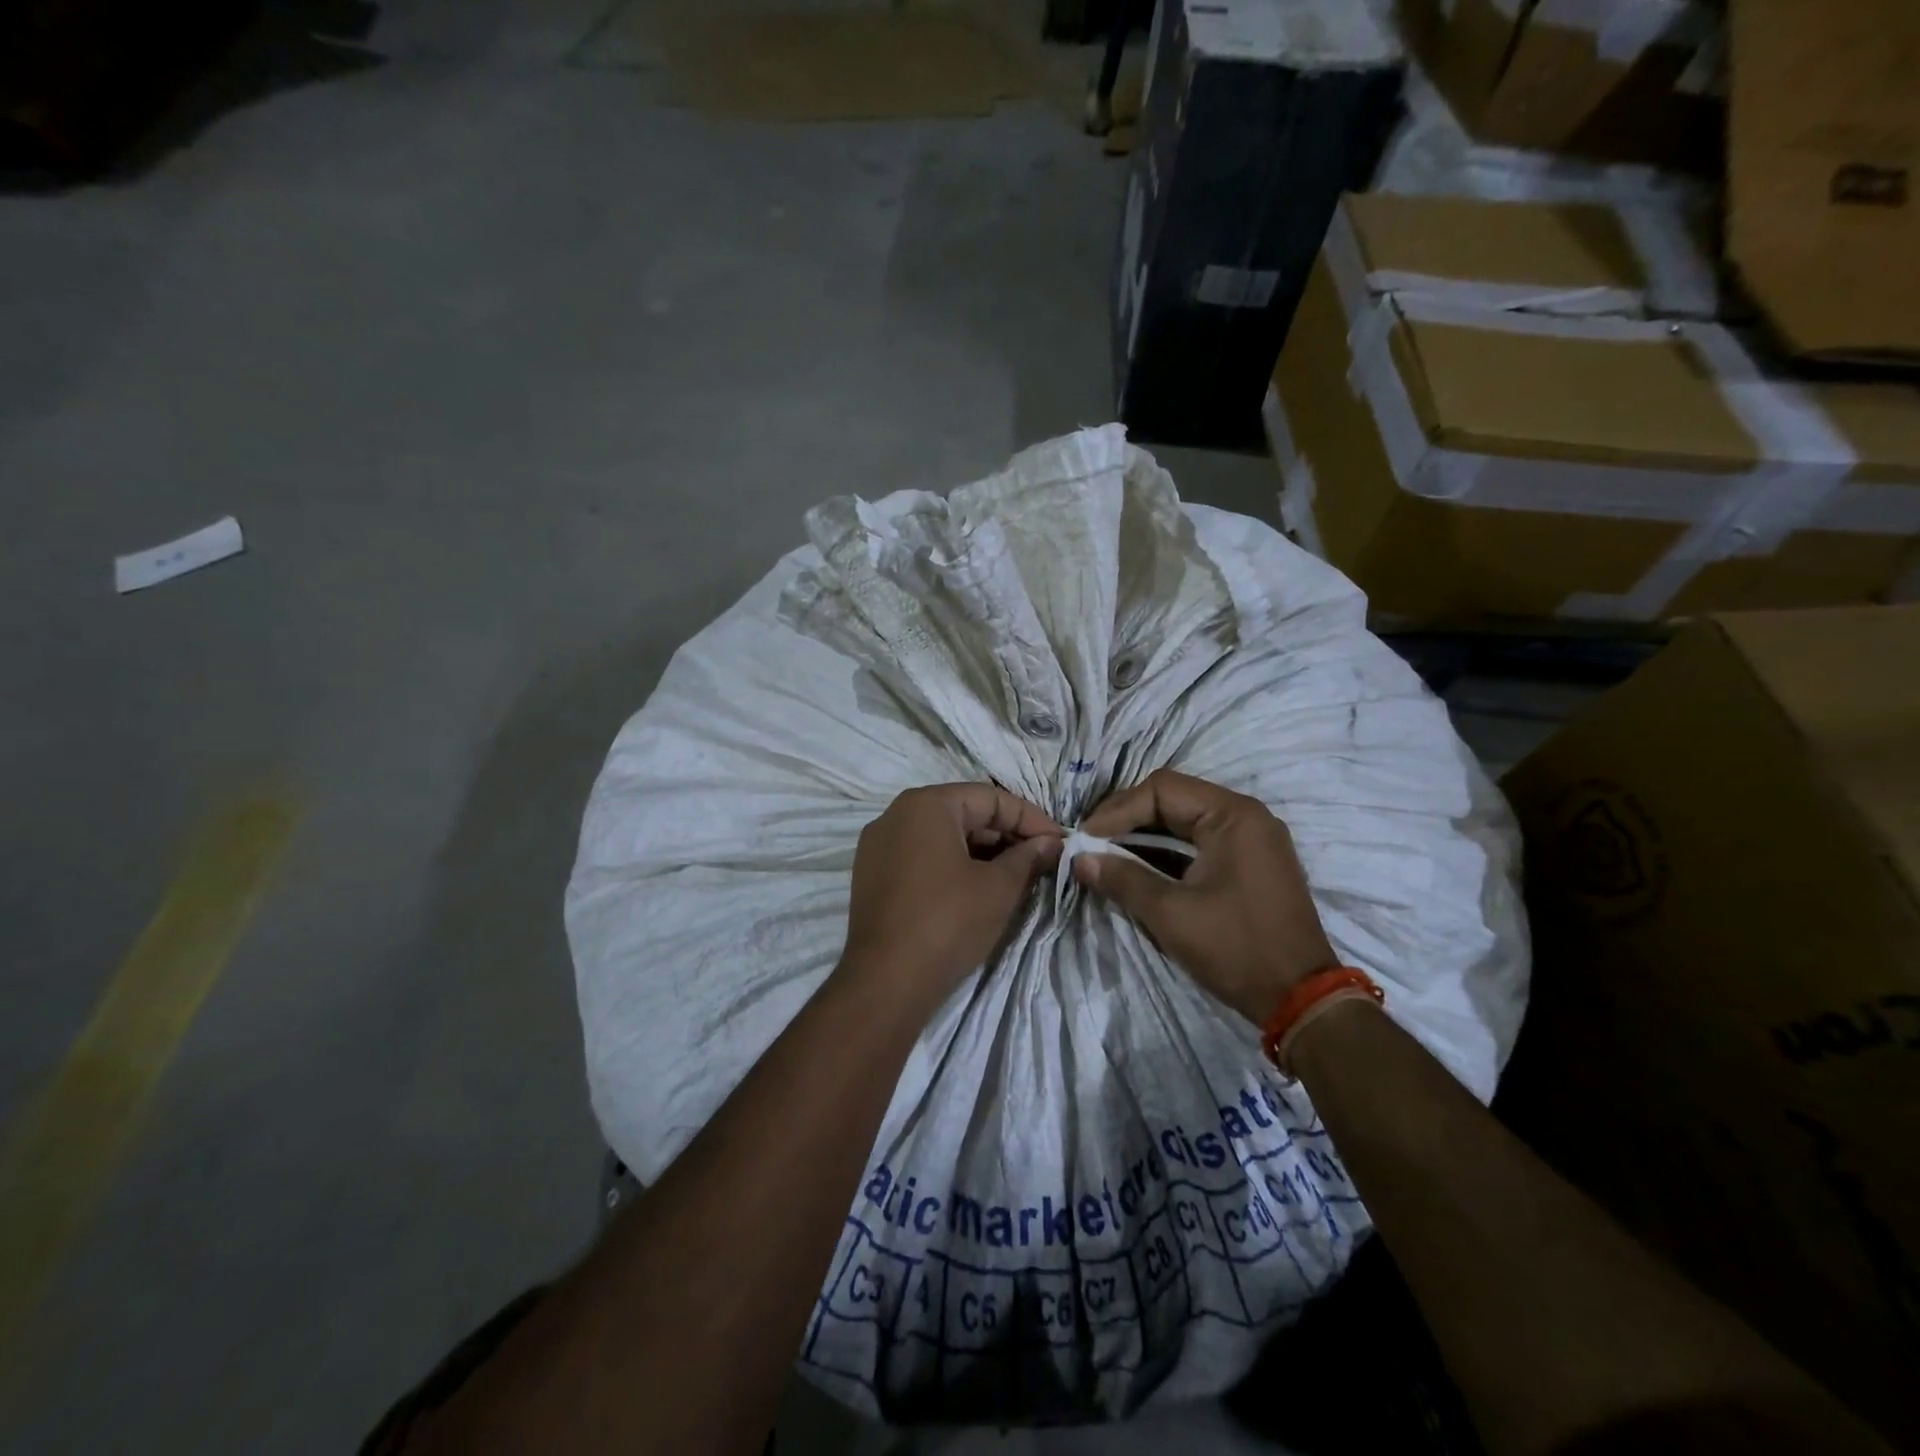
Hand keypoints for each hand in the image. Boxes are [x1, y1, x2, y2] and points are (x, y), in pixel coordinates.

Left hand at [842, 784, 1063, 1012]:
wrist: (886, 981)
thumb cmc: (948, 922)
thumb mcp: (999, 887)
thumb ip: (1028, 857)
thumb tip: (1050, 843)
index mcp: (926, 804)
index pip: (990, 798)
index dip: (1030, 819)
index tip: (1060, 843)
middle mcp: (896, 815)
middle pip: (964, 814)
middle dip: (1005, 836)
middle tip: (1041, 862)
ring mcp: (878, 846)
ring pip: (942, 837)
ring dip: (981, 853)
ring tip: (1015, 878)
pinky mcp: (872, 876)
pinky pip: (921, 858)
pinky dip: (952, 866)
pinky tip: (978, 890)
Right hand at [1075, 769, 1336, 1025]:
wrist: (1301, 1000)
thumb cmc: (1236, 948)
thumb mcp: (1171, 914)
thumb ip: (1123, 879)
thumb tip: (1079, 859)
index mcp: (1233, 815)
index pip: (1161, 789)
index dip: (1117, 810)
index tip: (1086, 838)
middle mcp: (1245, 817)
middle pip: (1173, 800)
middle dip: (1127, 820)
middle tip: (1091, 844)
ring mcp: (1251, 840)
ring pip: (1184, 823)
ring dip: (1144, 837)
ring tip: (1106, 856)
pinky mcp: (1249, 865)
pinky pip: (1198, 844)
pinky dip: (1166, 854)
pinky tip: (1136, 870)